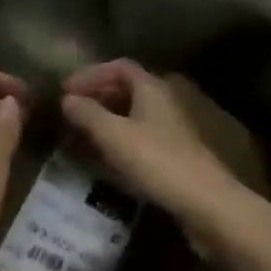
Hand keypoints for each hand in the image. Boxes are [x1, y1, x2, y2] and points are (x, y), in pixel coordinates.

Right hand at [61, 60, 248, 236]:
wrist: (205, 203)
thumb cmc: (156, 160)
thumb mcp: (114, 135)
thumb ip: (88, 114)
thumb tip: (67, 99)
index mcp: (152, 88)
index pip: (119, 67)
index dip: (91, 74)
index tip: (66, 89)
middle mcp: (163, 102)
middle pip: (126, 89)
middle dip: (96, 97)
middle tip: (69, 111)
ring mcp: (169, 129)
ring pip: (131, 115)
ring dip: (104, 120)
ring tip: (79, 134)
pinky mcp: (172, 155)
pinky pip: (137, 138)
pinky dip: (117, 141)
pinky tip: (102, 158)